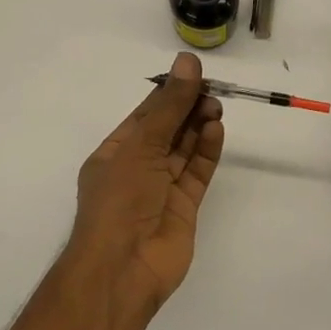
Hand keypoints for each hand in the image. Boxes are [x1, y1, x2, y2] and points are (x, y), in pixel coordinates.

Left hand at [69, 51, 225, 323]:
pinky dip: (207, 151)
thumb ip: (169, 106)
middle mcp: (137, 169)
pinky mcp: (184, 206)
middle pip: (167, 130)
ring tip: (216, 106)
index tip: (193, 74)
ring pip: (184, 150)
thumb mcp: (141, 145)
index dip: (168, 94)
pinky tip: (216, 129)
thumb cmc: (120, 200)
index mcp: (114, 154)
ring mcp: (161, 189)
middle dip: (187, 109)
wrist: (124, 267)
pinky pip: (197, 172)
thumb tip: (187, 62)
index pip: (144, 116)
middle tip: (211, 90)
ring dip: (199, 126)